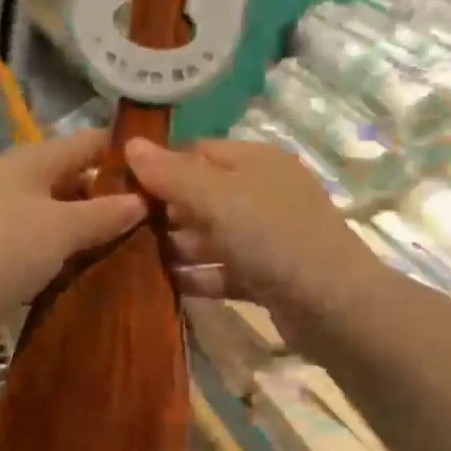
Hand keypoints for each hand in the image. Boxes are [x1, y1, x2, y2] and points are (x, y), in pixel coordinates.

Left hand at [0, 129, 146, 322]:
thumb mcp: (60, 227)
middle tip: (162, 224)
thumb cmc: (0, 250)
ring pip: (61, 221)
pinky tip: (97, 276)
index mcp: (33, 161)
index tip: (168, 177)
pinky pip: (45, 252)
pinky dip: (69, 261)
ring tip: (140, 253)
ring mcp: (6, 223)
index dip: (128, 154)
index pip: (90, 143)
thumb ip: (104, 212)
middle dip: (115, 200)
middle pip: (77, 182)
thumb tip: (143, 200)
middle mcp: (19, 184)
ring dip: (93, 235)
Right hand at [123, 137, 379, 332]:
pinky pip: (220, 271)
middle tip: (117, 227)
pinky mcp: (264, 276)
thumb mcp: (218, 199)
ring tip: (127, 258)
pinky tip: (160, 286)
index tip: (118, 185)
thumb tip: (130, 144)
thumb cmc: (274, 238)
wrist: (333, 306)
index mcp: (255, 162)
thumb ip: (172, 175)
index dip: (159, 165)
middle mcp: (261, 194)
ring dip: (174, 247)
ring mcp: (265, 237)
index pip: (196, 151)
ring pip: (209, 236)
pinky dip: (195, 276)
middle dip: (162, 210)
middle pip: (200, 195)